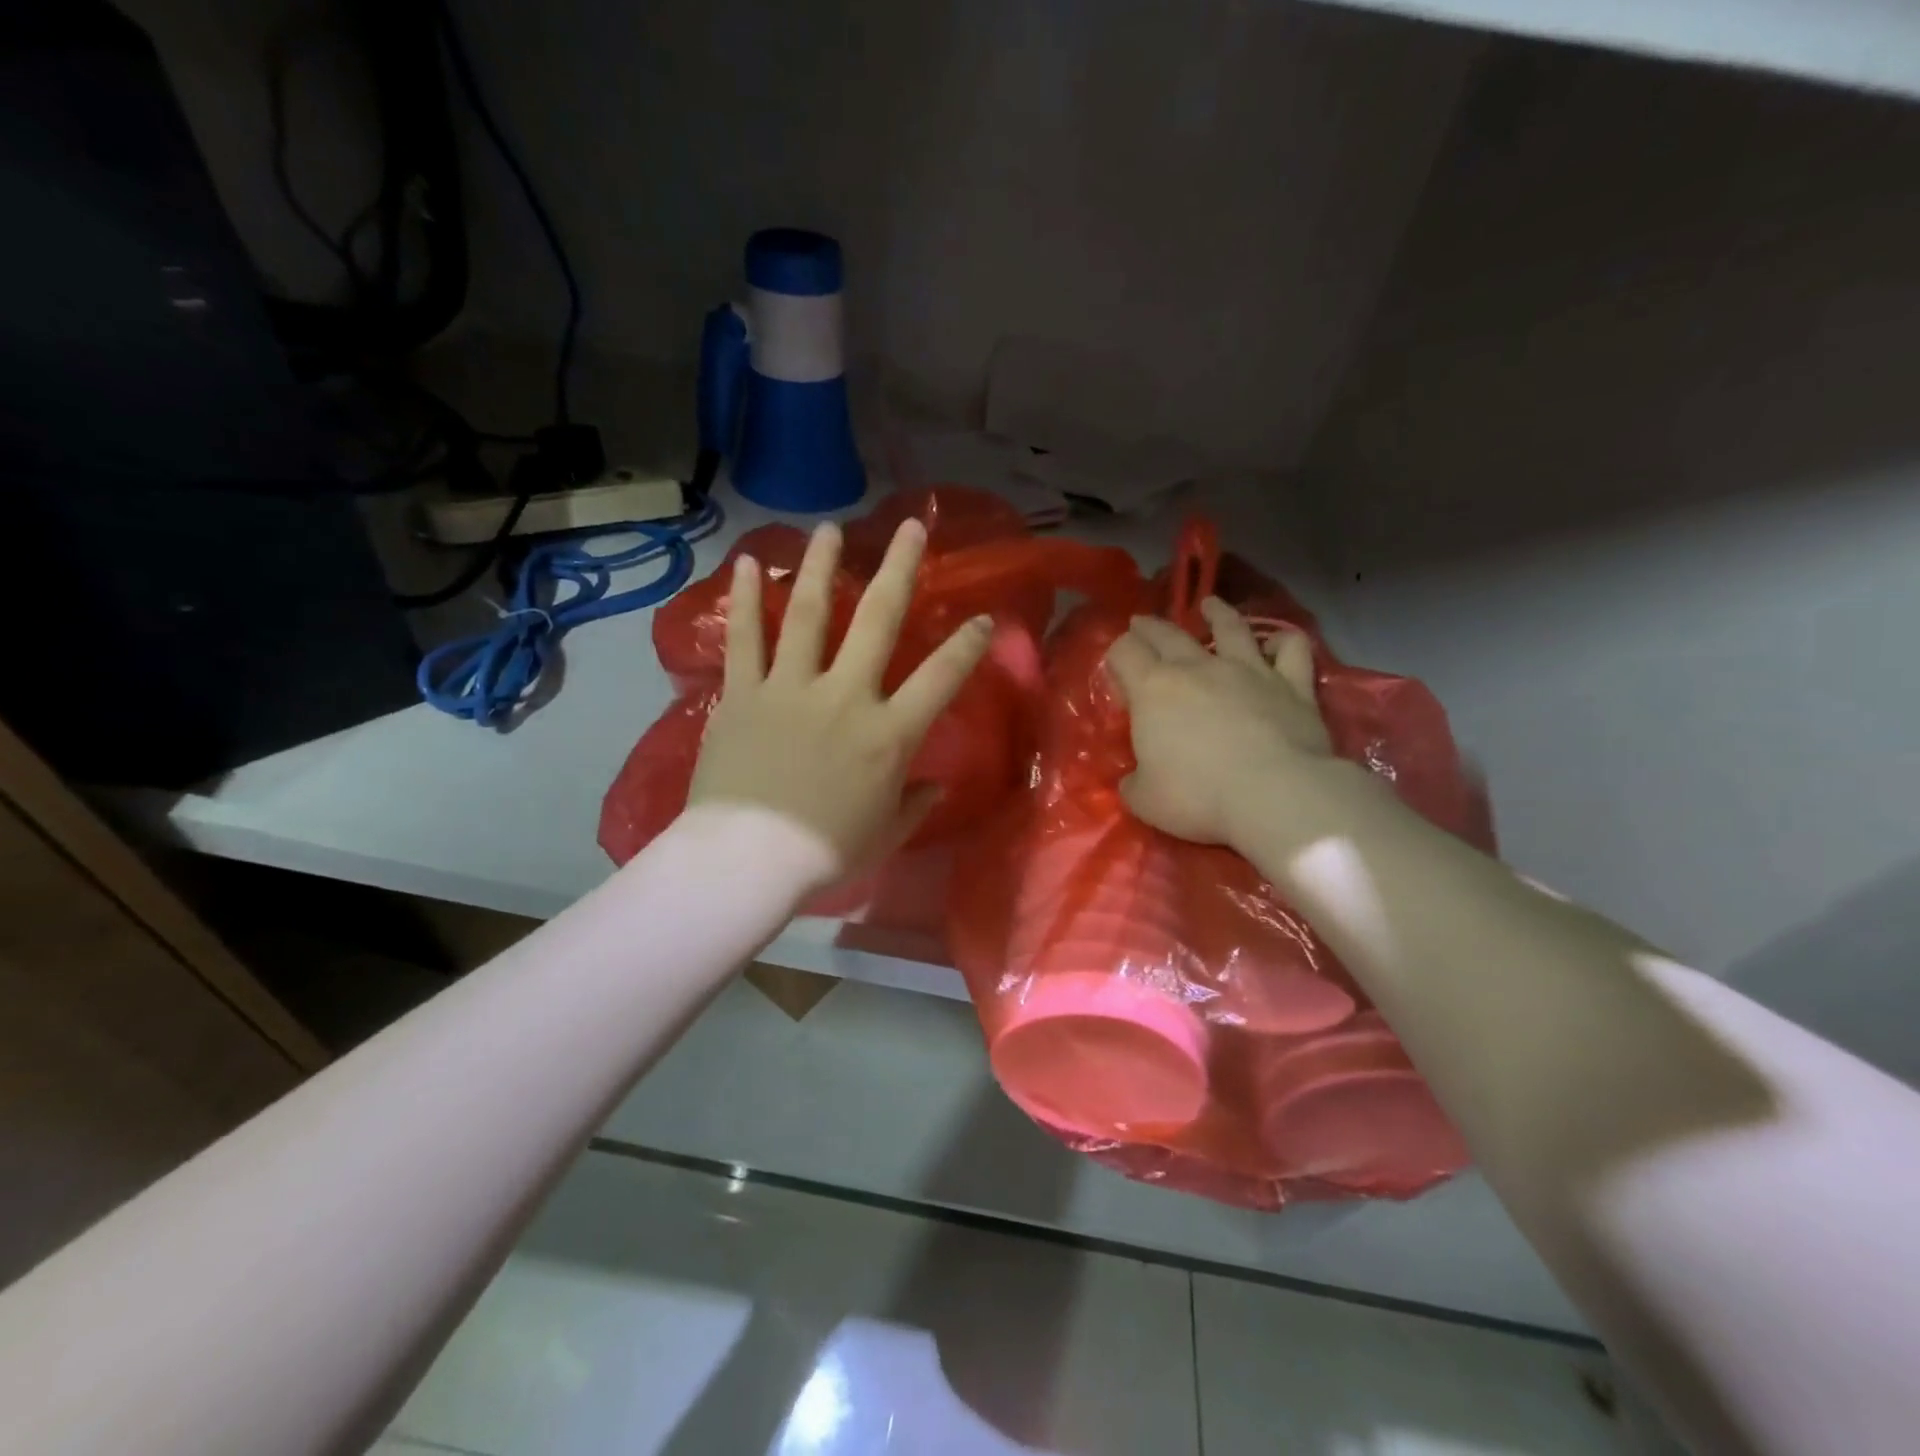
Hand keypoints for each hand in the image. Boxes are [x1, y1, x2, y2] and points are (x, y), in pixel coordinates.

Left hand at [687, 518, 992, 886]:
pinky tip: (750, 563)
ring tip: (831, 530)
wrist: (747, 859)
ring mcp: (791, 688)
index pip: (941, 679)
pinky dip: (747, 600)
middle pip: (878, 620)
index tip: (984, 618)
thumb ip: (915, 804)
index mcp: (887, 734)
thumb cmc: (824, 852)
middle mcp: (845, 696)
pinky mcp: (744, 693)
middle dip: (899, 569)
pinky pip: (746, 639)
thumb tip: (937, 784)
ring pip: (810, 614)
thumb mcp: (885, 834)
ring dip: (822, 567)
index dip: (967, 646)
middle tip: (911, 527)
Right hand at [1103, 597, 1332, 845]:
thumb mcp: (1144, 800)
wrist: (1275, 794)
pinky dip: (1285, 642)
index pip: (1124, 652)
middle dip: (1150, 627)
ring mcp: (1249, 671)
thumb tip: (1134, 779)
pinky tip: (1281, 640)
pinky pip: (1291, 651)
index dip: (1116, 656)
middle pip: (1167, 634)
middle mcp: (1198, 668)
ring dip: (1218, 613)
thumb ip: (1134, 783)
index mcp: (1153, 689)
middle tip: (1142, 623)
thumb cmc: (1198, 795)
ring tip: (1210, 604)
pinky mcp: (1292, 685)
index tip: (1117, 671)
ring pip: (1231, 628)